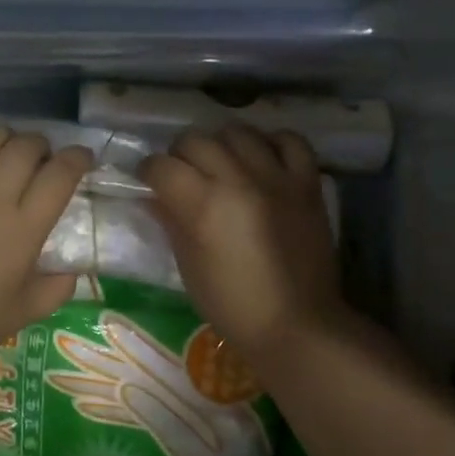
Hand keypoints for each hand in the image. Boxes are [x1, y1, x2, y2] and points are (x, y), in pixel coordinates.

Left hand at [0, 120, 92, 361]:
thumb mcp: (27, 312)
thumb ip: (57, 289)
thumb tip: (73, 271)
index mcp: (23, 231)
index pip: (59, 177)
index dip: (77, 158)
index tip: (81, 157)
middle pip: (23, 149)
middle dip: (40, 144)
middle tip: (39, 157)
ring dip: (1, 134)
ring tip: (4, 144)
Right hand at [140, 125, 348, 365]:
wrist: (296, 324)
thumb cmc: (232, 305)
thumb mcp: (188, 267)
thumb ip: (172, 222)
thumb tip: (155, 197)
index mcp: (203, 204)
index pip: (161, 166)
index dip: (147, 171)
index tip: (147, 181)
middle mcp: (238, 179)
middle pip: (196, 140)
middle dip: (179, 154)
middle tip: (181, 174)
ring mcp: (276, 177)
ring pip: (238, 132)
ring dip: (220, 144)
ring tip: (220, 163)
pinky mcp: (307, 183)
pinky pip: (289, 141)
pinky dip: (271, 143)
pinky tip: (261, 159)